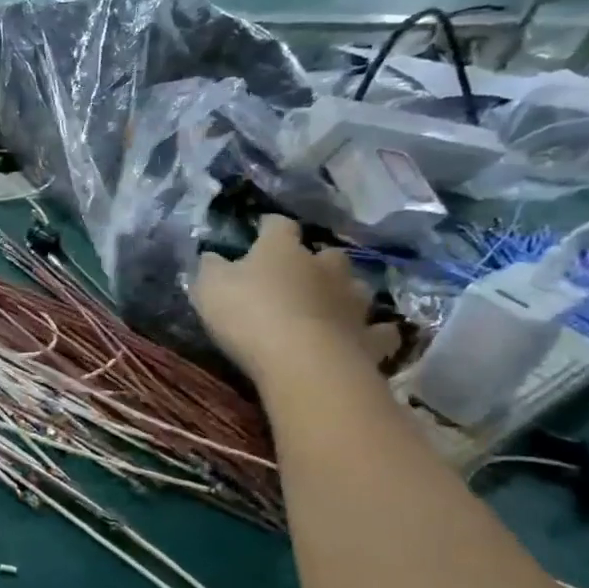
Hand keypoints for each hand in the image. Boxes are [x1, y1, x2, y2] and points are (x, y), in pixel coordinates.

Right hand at [192, 217, 392, 381]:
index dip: (269, 227)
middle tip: (300, 277)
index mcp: (283, 250)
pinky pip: (379, 331)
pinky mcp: (370, 337)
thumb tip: (211, 256)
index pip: (278, 226)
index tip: (261, 230)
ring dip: (345, 293)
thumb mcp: (210, 288)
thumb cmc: (249, 316)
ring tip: (332, 307)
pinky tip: (363, 337)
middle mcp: (325, 267)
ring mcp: (353, 301)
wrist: (303, 361)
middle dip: (316, 262)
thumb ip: (211, 268)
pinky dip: (372, 332)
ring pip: (357, 288)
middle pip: (328, 255)